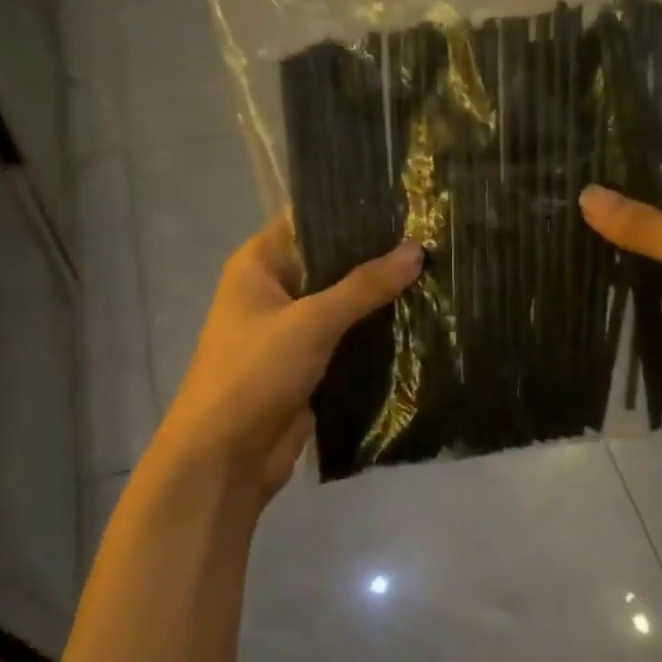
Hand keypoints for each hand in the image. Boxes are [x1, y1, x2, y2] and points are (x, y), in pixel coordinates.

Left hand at [151, 217, 423, 500]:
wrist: (224, 459)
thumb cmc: (255, 373)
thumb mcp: (311, 322)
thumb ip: (364, 286)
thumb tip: (416, 250)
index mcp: (259, 264)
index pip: (310, 220)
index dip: (353, 210)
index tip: (404, 202)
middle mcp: (274, 290)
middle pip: (331, 262)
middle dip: (376, 256)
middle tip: (432, 238)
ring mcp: (292, 329)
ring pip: (343, 303)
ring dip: (380, 297)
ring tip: (436, 272)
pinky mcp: (309, 364)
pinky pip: (347, 338)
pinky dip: (375, 333)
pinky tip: (420, 319)